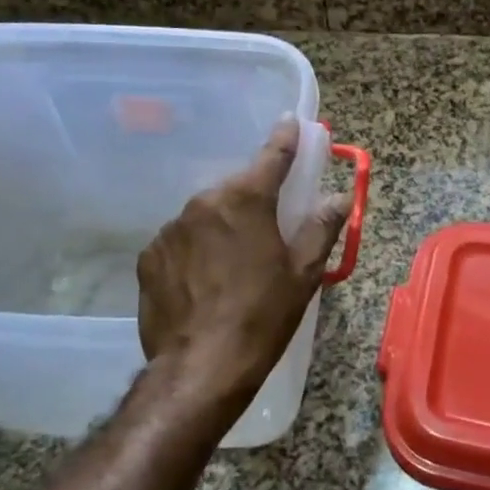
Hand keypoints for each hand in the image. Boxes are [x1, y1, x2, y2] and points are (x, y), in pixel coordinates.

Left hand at [137, 119, 350, 422]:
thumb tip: (339, 197)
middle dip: (253, 197)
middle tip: (269, 226)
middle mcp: (203, 203)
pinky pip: (181, 240)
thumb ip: (321, 227)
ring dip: (222, 225)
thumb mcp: (303, 274)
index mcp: (245, 200)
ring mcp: (171, 229)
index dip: (285, 138)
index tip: (290, 121)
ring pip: (206, 214)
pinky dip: (196, 248)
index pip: (271, 156)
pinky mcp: (149, 257)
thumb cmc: (263, 317)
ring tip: (234, 263)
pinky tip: (205, 280)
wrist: (200, 368)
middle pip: (236, 188)